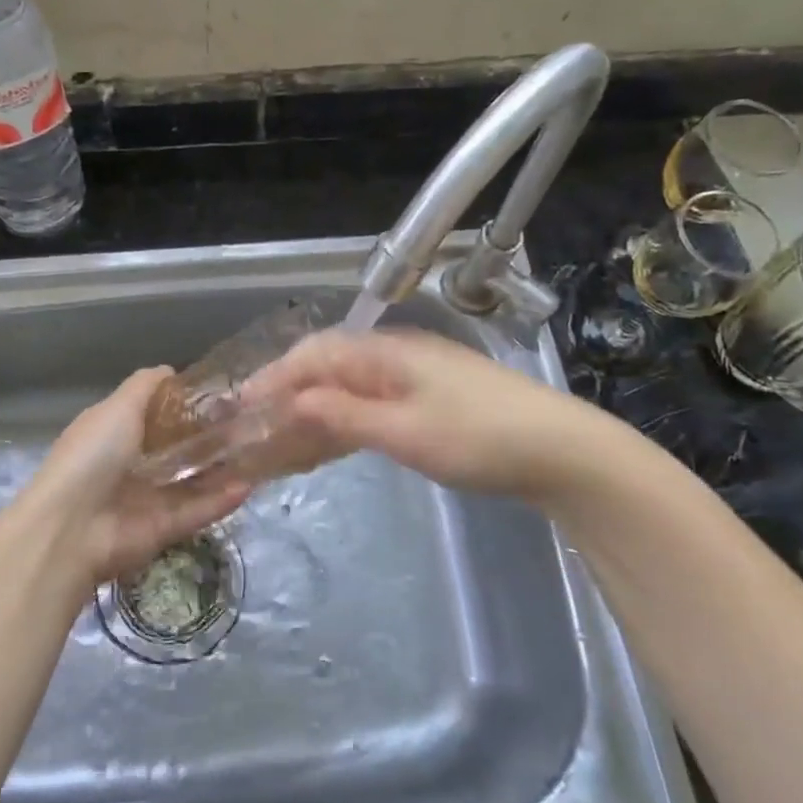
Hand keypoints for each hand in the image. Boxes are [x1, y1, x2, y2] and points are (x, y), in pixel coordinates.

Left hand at [22, 368, 250, 585]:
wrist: (72, 528)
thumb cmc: (93, 455)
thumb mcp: (117, 407)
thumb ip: (145, 386)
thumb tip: (172, 371)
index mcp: (115, 433)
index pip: (155, 415)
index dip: (185, 405)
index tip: (221, 394)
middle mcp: (131, 465)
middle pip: (178, 448)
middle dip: (210, 437)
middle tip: (249, 422)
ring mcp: (148, 499)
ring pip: (193, 482)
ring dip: (223, 469)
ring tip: (259, 451)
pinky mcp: (164, 529)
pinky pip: (198, 511)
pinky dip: (222, 500)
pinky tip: (251, 484)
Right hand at [244, 328, 600, 500]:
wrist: (560, 450)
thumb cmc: (479, 438)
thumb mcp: (404, 431)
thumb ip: (344, 415)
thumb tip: (291, 401)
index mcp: (386, 352)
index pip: (315, 354)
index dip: (275, 377)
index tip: (242, 405)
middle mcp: (395, 355)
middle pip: (329, 367)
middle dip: (289, 394)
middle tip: (257, 428)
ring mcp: (414, 377)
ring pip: (349, 387)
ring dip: (314, 410)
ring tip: (283, 440)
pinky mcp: (429, 400)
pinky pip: (371, 404)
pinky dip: (344, 421)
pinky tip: (332, 441)